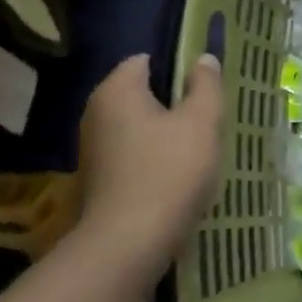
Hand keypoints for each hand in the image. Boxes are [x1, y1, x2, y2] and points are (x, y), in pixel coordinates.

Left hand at [75, 52, 223, 263]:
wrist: (129, 243)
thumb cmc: (169, 172)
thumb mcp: (201, 123)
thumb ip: (206, 86)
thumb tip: (203, 59)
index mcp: (116, 90)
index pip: (146, 60)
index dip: (178, 69)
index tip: (205, 90)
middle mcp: (96, 112)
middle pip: (142, 95)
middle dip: (175, 104)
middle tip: (208, 121)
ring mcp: (93, 148)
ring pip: (139, 127)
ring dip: (166, 135)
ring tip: (198, 151)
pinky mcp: (98, 179)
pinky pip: (132, 155)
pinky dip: (153, 159)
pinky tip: (177, 177)